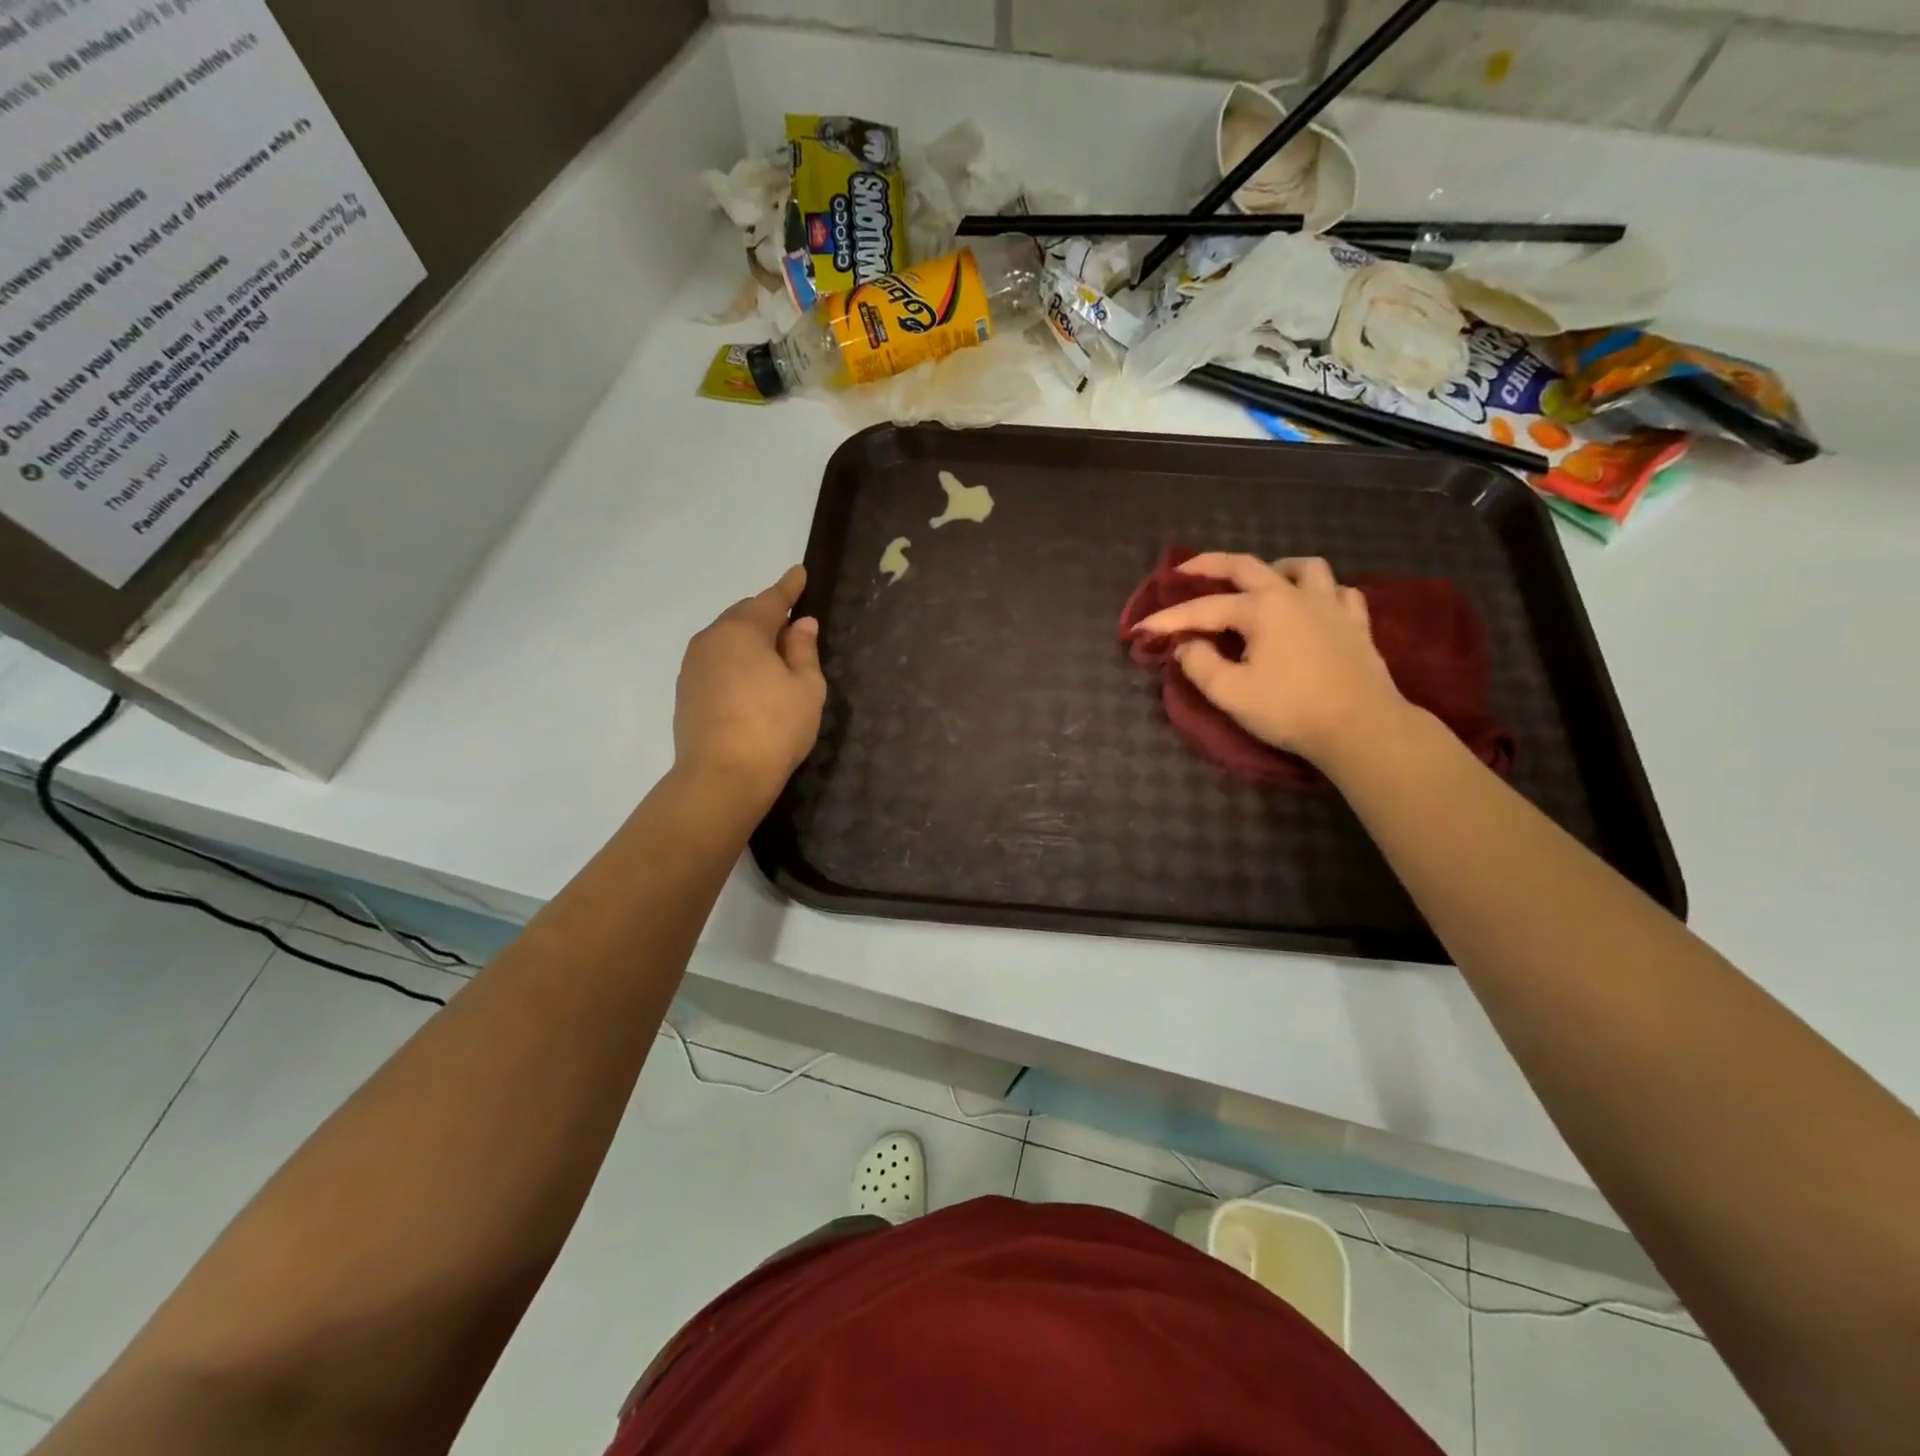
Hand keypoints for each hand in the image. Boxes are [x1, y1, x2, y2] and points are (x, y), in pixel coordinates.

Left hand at [674, 566, 826, 803]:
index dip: (789, 587)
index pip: (771, 599)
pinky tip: (751, 681)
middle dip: (768, 615)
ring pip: (727, 641)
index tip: (799, 573)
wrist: (722, 776)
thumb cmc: (774, 727)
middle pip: (744, 617)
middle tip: (792, 622)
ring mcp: (693, 667)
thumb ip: (804, 650)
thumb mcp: (806, 687)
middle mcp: (711, 639)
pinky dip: (736, 663)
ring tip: (774, 655)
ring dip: (750, 641)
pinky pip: (717, 663)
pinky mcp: (686, 693)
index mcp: (742, 630)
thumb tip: (801, 625)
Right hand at [1133, 553, 1407, 764]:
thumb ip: (1200, 665)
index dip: (1169, 619)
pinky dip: (1321, 592)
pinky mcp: (1357, 625)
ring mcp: (1331, 606)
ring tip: (1262, 581)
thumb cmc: (1290, 710)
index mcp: (1261, 608)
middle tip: (1187, 568)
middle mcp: (1294, 595)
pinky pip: (1339, 592)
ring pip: (1304, 568)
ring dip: (1276, 568)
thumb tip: (1187, 645)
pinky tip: (1313, 605)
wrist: (1361, 727)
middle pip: (1248, 566)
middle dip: (1212, 564)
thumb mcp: (1231, 693)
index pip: (1204, 609)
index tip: (1141, 628)